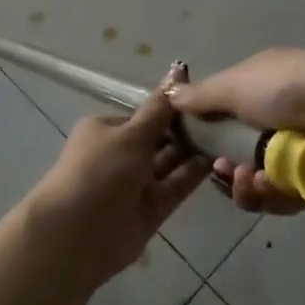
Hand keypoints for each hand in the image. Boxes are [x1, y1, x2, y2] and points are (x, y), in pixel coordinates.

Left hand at [22, 64, 209, 288]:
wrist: (77, 234)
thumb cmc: (100, 171)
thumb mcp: (131, 134)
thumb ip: (160, 108)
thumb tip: (178, 69)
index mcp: (106, 130)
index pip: (145, 115)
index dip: (172, 109)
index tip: (204, 102)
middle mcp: (120, 155)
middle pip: (159, 139)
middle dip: (186, 131)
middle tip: (224, 119)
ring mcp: (135, 184)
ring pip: (169, 163)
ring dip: (193, 151)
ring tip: (226, 136)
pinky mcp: (150, 210)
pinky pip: (175, 187)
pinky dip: (192, 175)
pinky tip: (217, 160)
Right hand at [169, 49, 304, 215]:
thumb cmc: (289, 88)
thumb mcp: (235, 84)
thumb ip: (201, 96)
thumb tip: (170, 93)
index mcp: (264, 83)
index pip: (228, 112)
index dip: (210, 134)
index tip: (198, 150)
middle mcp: (284, 113)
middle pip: (244, 152)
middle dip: (231, 168)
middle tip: (227, 174)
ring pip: (265, 179)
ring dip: (251, 185)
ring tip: (254, 181)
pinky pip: (290, 195)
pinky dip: (278, 194)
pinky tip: (278, 186)